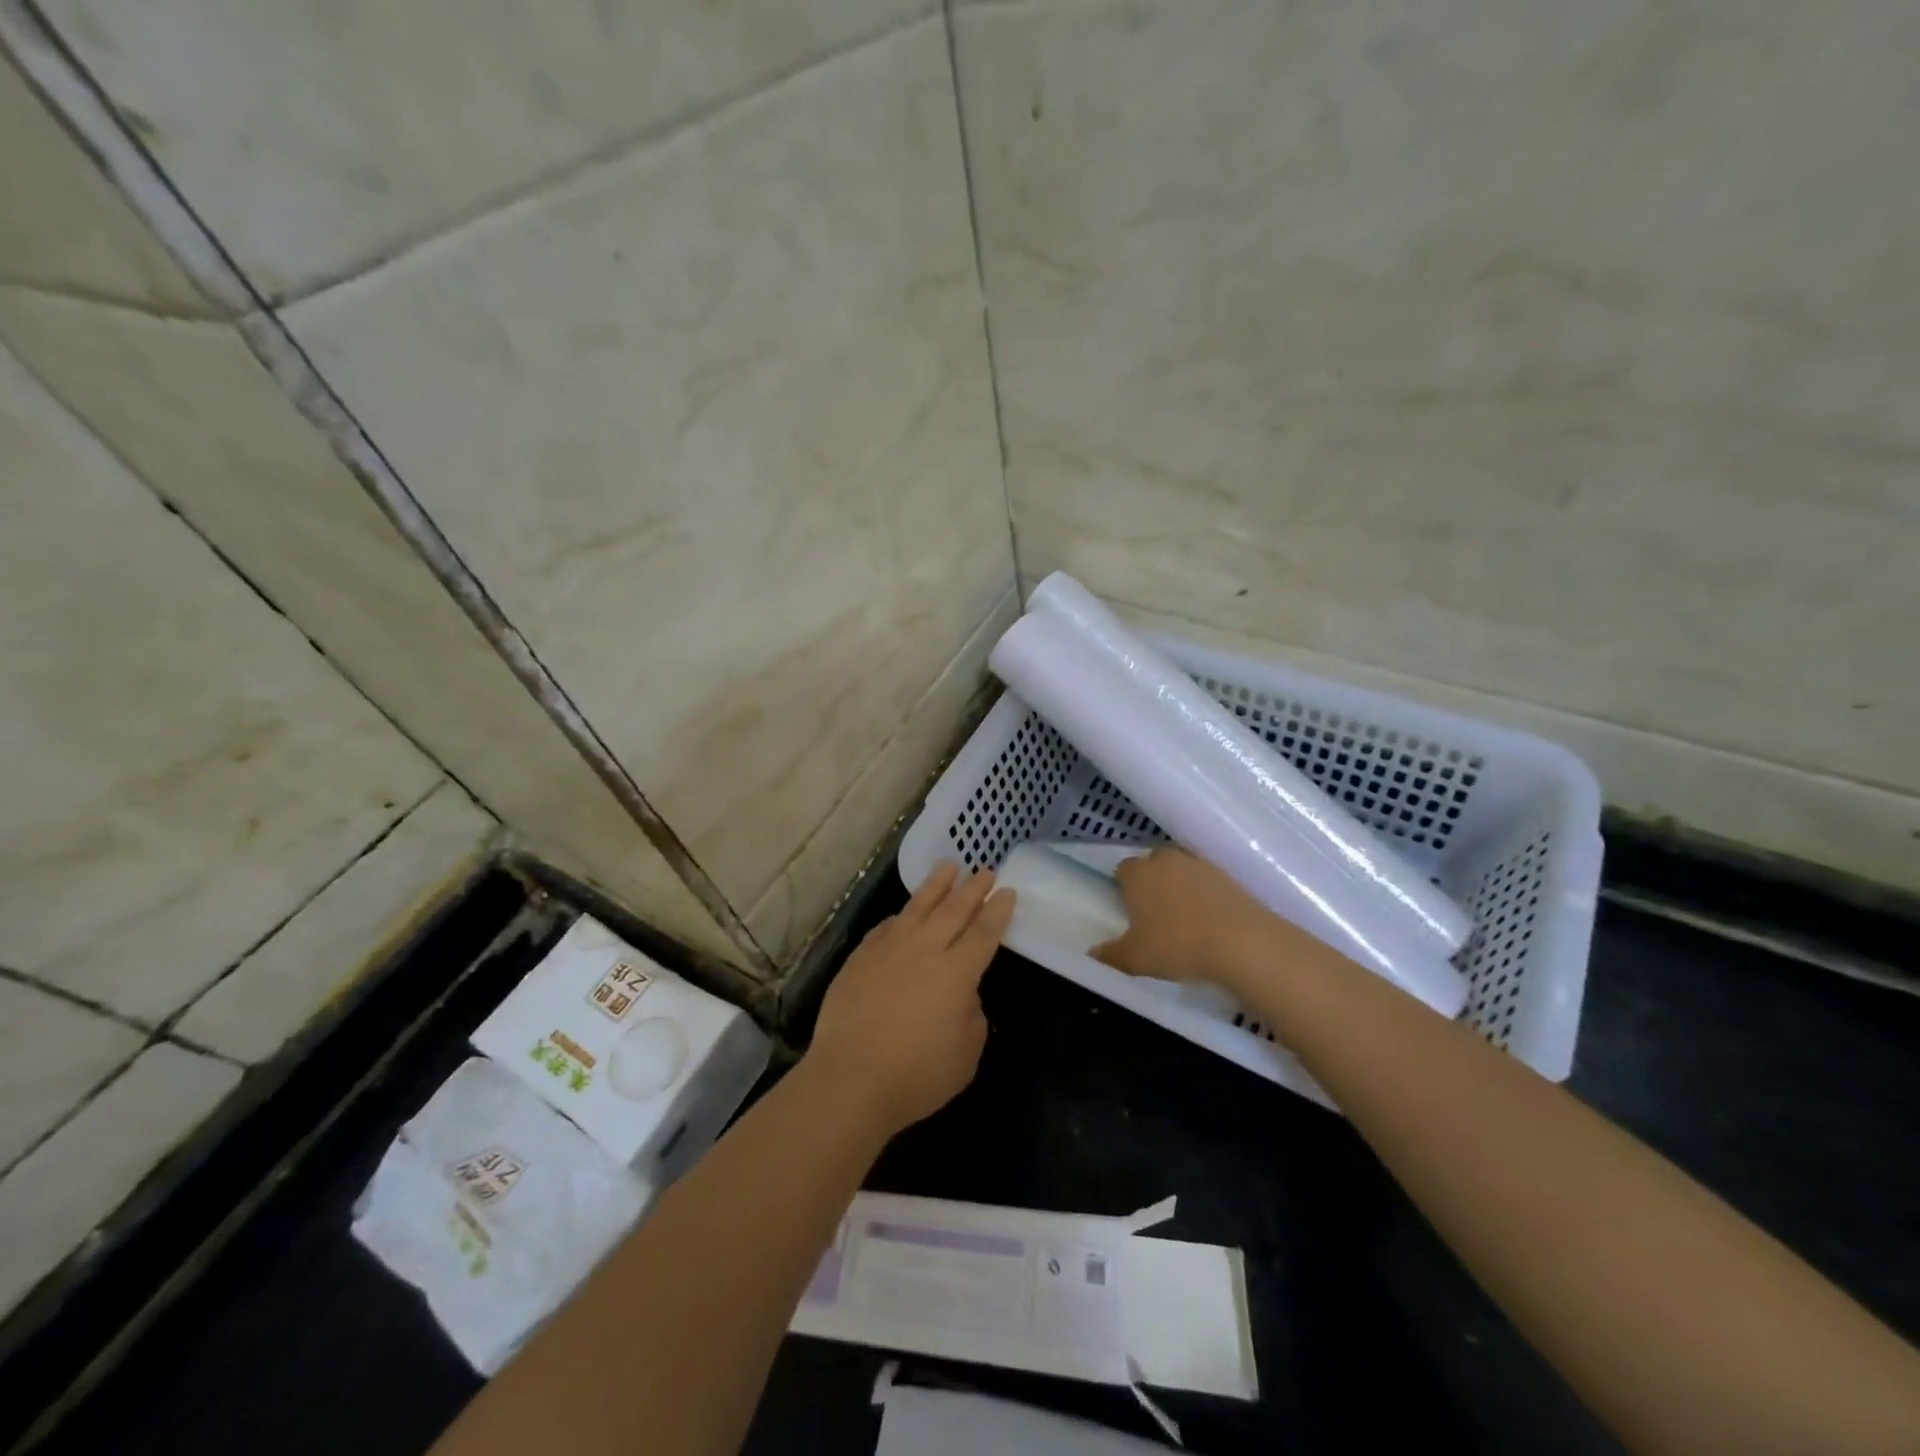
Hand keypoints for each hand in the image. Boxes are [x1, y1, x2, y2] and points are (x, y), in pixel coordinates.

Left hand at [806, 862, 1015, 1138]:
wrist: (850, 1079)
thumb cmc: (917, 1075)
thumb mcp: (966, 1054)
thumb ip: (971, 1015)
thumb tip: (961, 994)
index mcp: (957, 972)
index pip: (983, 933)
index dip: (997, 911)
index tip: (1007, 891)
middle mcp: (925, 950)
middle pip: (954, 910)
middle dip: (973, 889)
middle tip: (986, 871)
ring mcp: (889, 949)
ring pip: (918, 907)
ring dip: (936, 885)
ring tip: (948, 866)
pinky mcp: (860, 957)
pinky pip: (886, 927)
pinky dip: (900, 915)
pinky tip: (904, 912)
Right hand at [1091, 847, 1303, 992]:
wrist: (1242, 943)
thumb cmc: (1177, 945)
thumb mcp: (1135, 958)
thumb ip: (1110, 955)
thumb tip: (1091, 954)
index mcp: (1138, 873)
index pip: (1122, 869)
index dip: (1123, 887)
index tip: (1127, 909)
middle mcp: (1166, 860)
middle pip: (1153, 863)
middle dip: (1151, 881)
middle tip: (1153, 912)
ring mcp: (1200, 864)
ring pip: (1181, 870)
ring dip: (1179, 886)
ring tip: (1183, 918)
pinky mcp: (1229, 876)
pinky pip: (1207, 882)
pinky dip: (1204, 895)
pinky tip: (1208, 920)